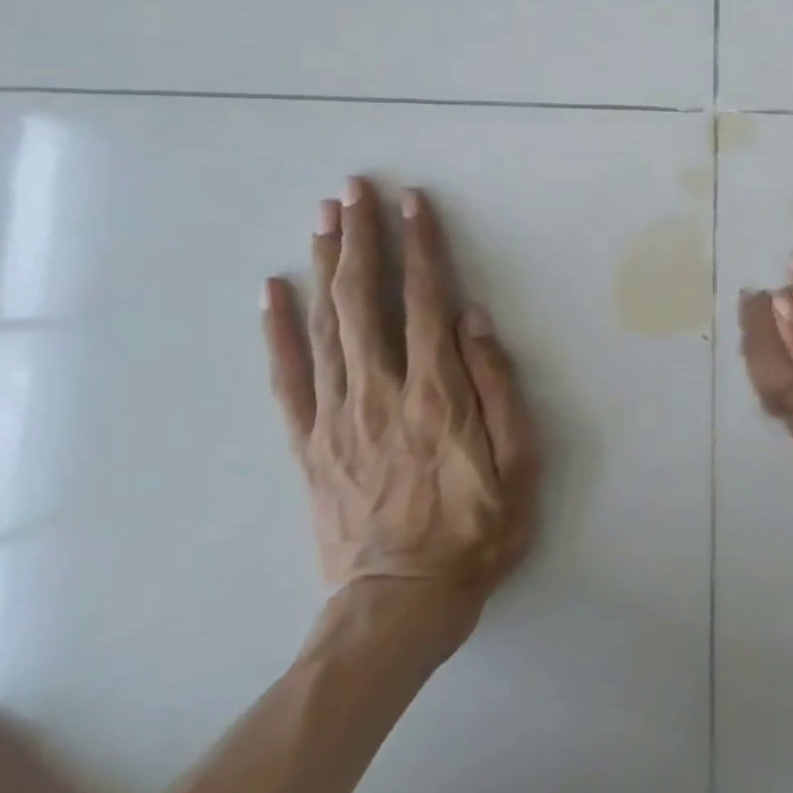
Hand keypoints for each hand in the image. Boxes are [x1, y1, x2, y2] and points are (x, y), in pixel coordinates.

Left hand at [262, 178, 539, 614]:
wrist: (399, 604)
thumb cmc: (477, 531)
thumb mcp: (521, 464)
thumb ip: (499, 387)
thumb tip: (474, 320)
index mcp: (437, 393)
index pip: (425, 300)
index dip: (421, 246)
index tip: (412, 203)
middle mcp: (381, 391)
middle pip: (364, 299)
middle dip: (362, 237)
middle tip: (355, 189)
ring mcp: (337, 415)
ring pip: (325, 324)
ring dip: (325, 265)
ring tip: (324, 217)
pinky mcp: (309, 442)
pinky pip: (287, 377)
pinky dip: (277, 330)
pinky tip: (272, 291)